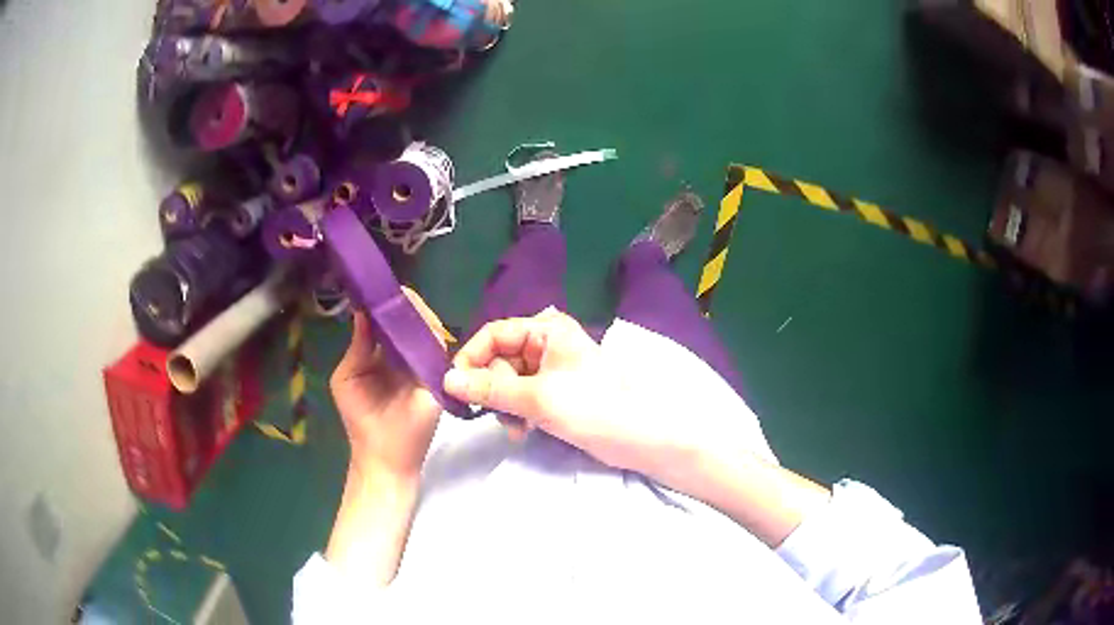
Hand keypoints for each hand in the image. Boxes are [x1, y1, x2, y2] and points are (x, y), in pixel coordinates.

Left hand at [330, 288, 446, 480]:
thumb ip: (358, 346)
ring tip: (409, 304)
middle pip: (410, 322)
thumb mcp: (348, 377)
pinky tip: (424, 324)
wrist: (383, 454)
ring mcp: (423, 366)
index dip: (385, 305)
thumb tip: (362, 312)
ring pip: (427, 332)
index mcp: (381, 354)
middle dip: (405, 306)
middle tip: (399, 293)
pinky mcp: (438, 378)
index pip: (387, 322)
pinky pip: (439, 351)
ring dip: (419, 316)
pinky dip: (433, 335)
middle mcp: (404, 356)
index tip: (381, 287)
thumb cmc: (360, 417)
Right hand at [442, 307, 690, 481]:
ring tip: (515, 428)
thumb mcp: (537, 398)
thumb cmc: (593, 408)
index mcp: (547, 329)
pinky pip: (522, 396)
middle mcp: (547, 343)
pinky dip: (517, 412)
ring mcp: (551, 369)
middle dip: (493, 388)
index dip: (471, 359)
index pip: (493, 334)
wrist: (638, 437)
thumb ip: (490, 389)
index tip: (455, 387)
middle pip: (499, 359)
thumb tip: (447, 380)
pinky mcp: (555, 392)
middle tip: (497, 414)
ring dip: (504, 404)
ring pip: (508, 381)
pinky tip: (522, 430)